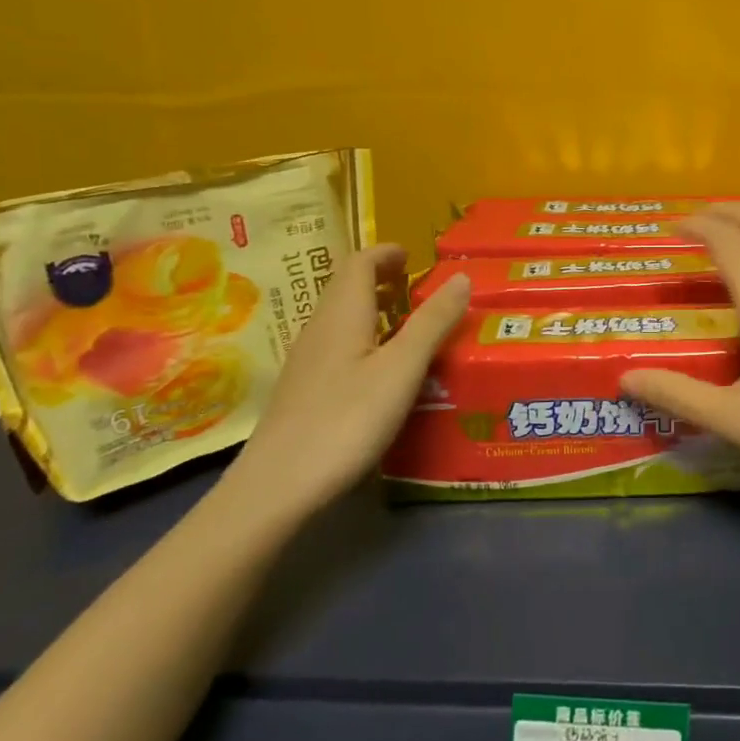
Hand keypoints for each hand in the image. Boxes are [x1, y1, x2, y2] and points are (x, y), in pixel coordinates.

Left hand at [222, 245, 469, 521]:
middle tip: (416, 285)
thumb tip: (461, 277)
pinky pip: (336, 346)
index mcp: (342, 314)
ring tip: (406, 324)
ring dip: (372, 309)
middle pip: (346, 288)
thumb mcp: (402, 368)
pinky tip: (380, 370)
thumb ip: (432, 322)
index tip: (413, 256)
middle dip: (380, 278)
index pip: (359, 264)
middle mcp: (319, 329)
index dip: (386, 254)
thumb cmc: (346, 419)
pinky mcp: (303, 392)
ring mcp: (306, 362)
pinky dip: (363, 339)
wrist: (278, 487)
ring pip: (341, 319)